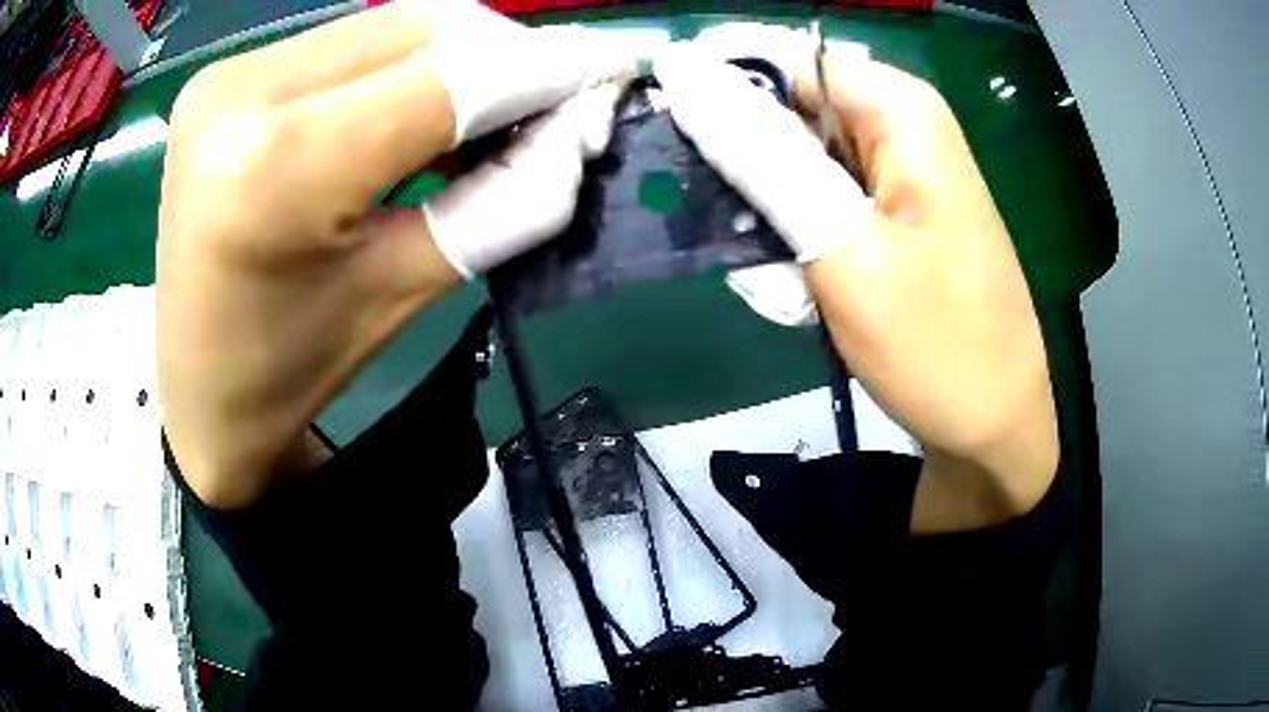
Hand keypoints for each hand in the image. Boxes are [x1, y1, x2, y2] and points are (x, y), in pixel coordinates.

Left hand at [158, 2, 625, 508]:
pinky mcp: (223, 77)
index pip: (448, 79)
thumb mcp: (403, 292)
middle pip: (419, 28)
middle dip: (502, 56)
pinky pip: (343, 45)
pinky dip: (400, 65)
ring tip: (486, 112)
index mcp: (278, 167)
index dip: (542, 71)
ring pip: (385, 27)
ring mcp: (225, 76)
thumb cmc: (290, 368)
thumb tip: (575, 131)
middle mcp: (243, 94)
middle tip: (549, 100)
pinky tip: (419, 106)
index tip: (603, 76)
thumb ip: (505, 201)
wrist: (198, 392)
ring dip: (455, 57)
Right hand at [657, 44, 1057, 531]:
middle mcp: (901, 125)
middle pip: (789, 108)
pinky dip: (795, 233)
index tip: (678, 148)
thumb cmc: (938, 347)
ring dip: (768, 209)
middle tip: (737, 231)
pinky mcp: (891, 213)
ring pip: (798, 158)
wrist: (994, 428)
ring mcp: (898, 172)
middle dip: (748, 163)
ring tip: (774, 273)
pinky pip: (822, 198)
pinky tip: (798, 283)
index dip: (722, 93)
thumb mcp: (844, 249)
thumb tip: (686, 78)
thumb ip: (766, 159)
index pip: (781, 61)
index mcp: (900, 110)